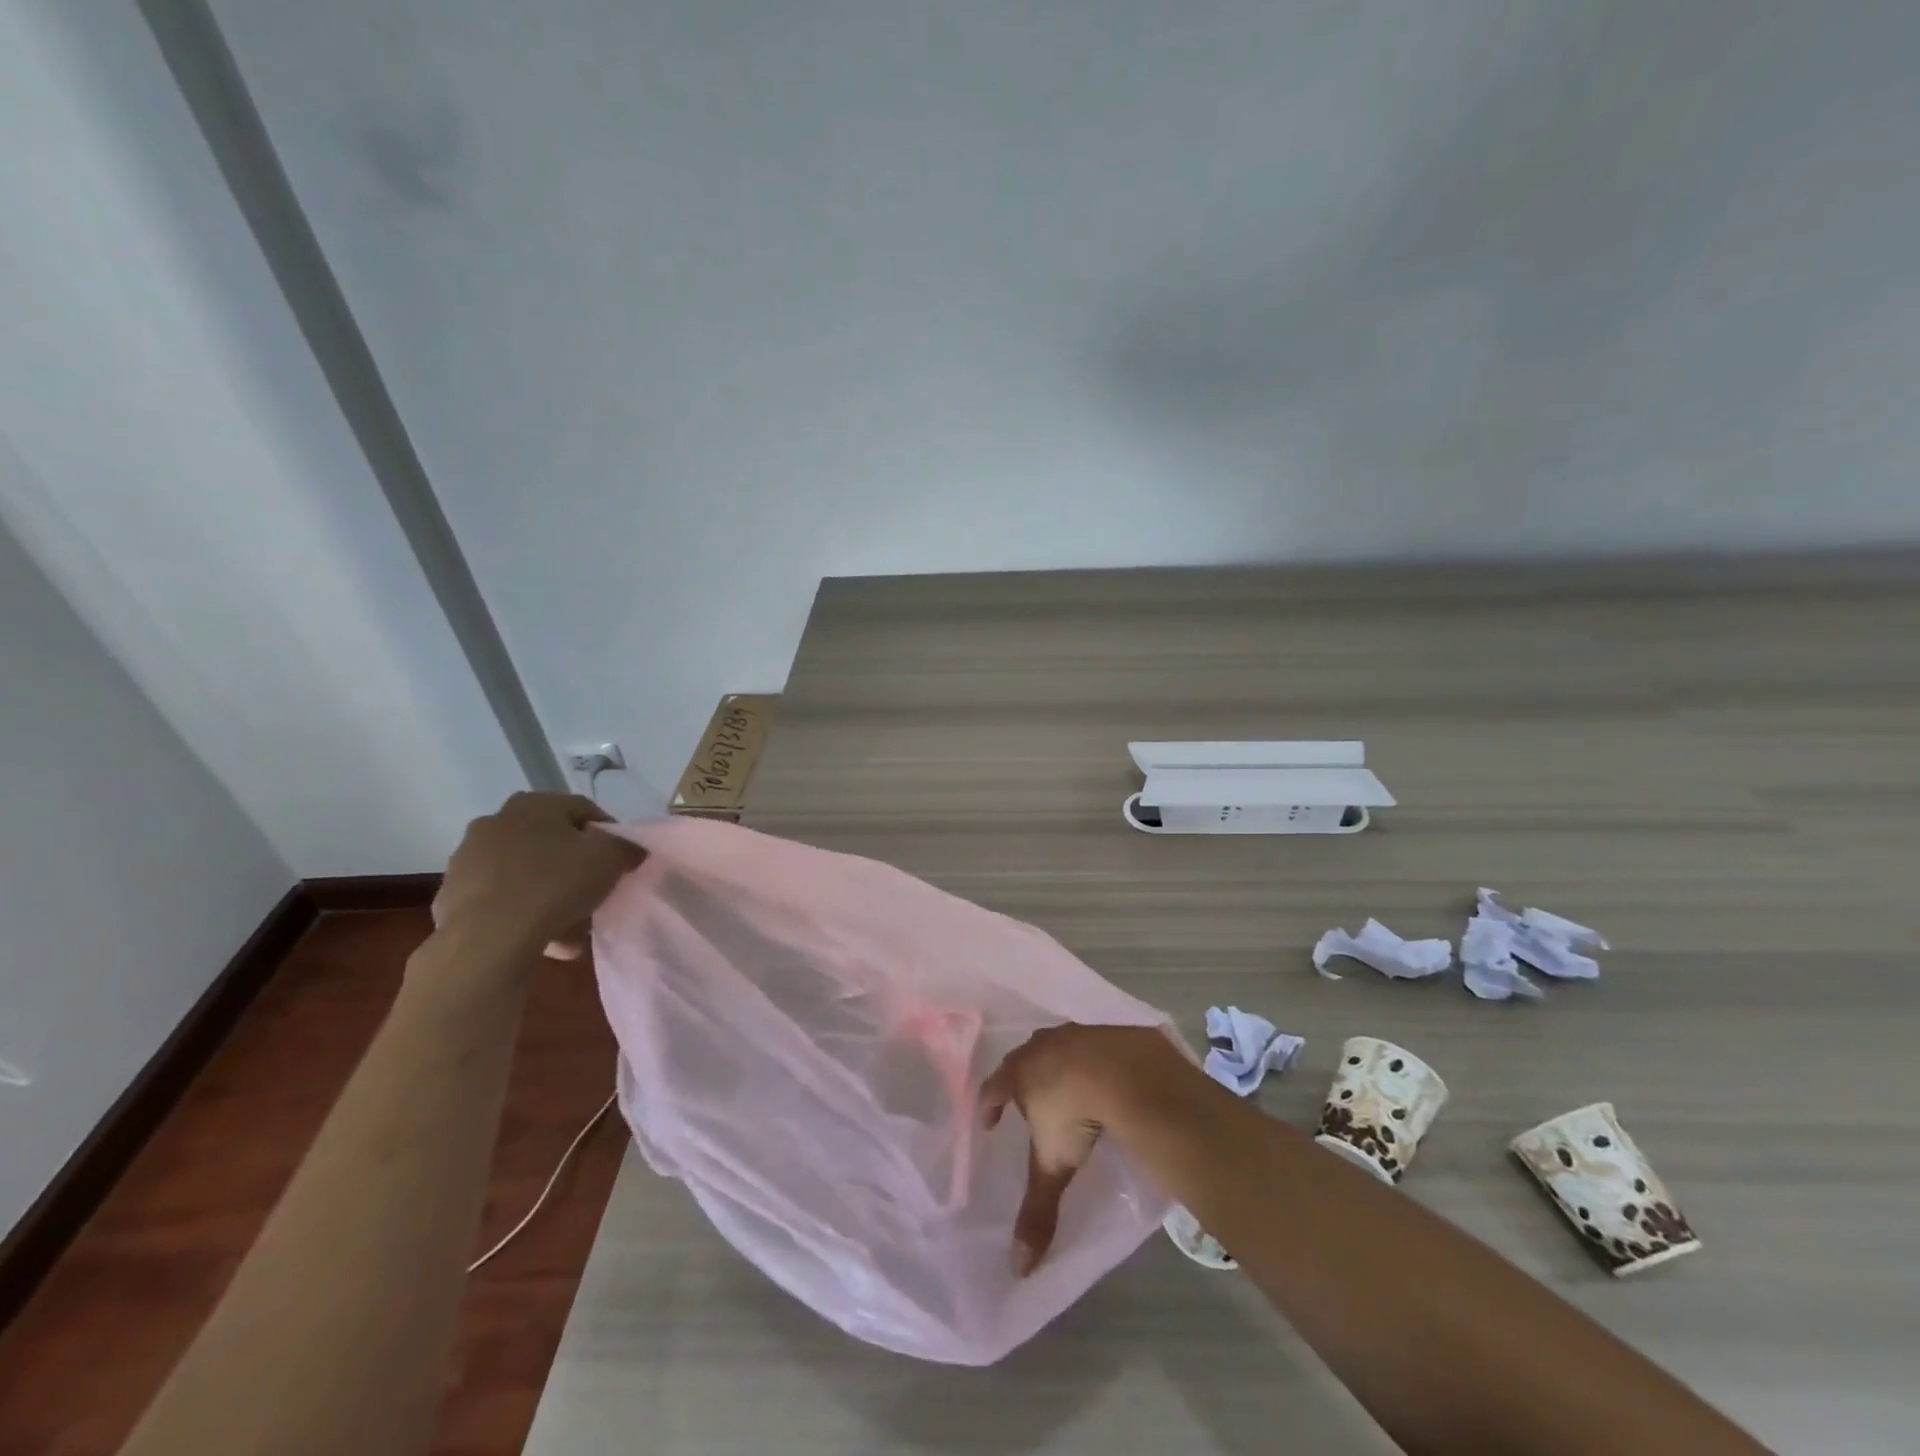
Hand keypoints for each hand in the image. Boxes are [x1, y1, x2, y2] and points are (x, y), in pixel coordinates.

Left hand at [432, 791, 646, 962]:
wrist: (487, 940)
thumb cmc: (555, 883)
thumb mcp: (610, 860)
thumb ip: (626, 848)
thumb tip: (630, 849)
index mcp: (532, 804)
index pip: (582, 810)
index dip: (608, 834)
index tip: (621, 859)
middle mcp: (495, 823)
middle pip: (550, 843)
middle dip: (574, 867)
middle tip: (595, 891)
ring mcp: (467, 861)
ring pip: (524, 874)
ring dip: (549, 894)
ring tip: (573, 926)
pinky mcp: (450, 898)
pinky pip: (501, 901)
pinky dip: (522, 915)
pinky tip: (544, 939)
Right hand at [980, 1023, 1193, 1273]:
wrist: (1124, 1070)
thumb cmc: (1075, 1113)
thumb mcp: (1054, 1165)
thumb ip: (1037, 1211)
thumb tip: (1018, 1269)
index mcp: (1021, 1073)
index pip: (993, 1087)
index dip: (989, 1104)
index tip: (989, 1121)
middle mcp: (1043, 1046)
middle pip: (1024, 1060)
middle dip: (1022, 1079)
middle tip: (1027, 1100)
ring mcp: (1076, 1033)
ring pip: (1057, 1047)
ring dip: (1057, 1064)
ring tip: (1064, 1087)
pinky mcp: (1108, 1030)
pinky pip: (1092, 1044)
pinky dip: (1092, 1059)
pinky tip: (1102, 1076)